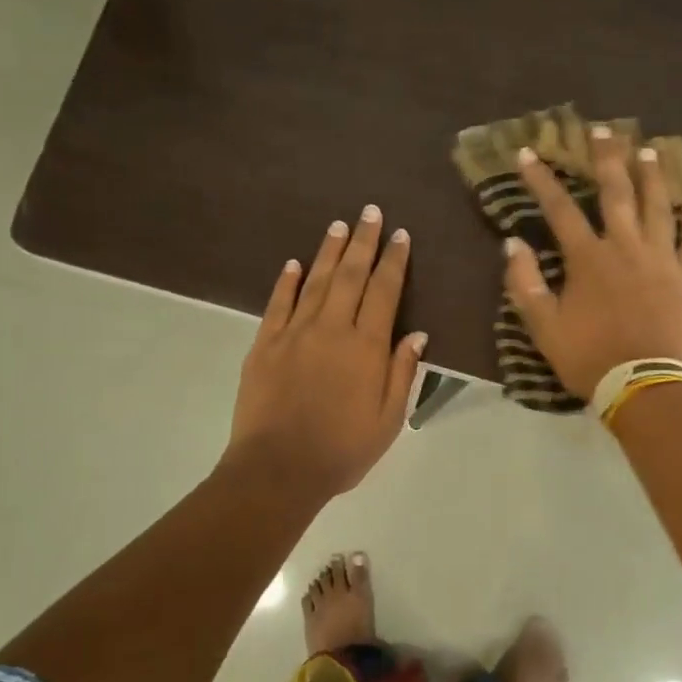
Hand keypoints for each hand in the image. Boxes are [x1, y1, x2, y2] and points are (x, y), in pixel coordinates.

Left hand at [224, 207, 427, 499]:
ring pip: (316, 281)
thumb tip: (417, 334)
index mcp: (366, 347)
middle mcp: (331, 329)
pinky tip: (294, 263)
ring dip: (330, 252)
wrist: (278, 469)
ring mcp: (294, 333)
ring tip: (340, 225)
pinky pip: (278, 304)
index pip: (384, 292)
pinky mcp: (264, 345)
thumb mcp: (388, 420)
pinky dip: (287, 281)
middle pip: (351, 276)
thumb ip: (402, 373)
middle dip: (364, 242)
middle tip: (371, 212)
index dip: (394, 261)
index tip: (400, 235)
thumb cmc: (342, 450)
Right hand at [505, 127, 681, 399]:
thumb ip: (524, 283)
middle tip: (603, 129)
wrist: (643, 384)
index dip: (542, 180)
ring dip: (652, 177)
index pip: (560, 209)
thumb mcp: (543, 326)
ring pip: (658, 208)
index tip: (528, 153)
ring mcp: (662, 260)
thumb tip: (513, 243)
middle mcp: (626, 247)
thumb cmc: (589, 357)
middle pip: (617, 193)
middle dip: (607, 158)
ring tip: (648, 151)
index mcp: (588, 258)